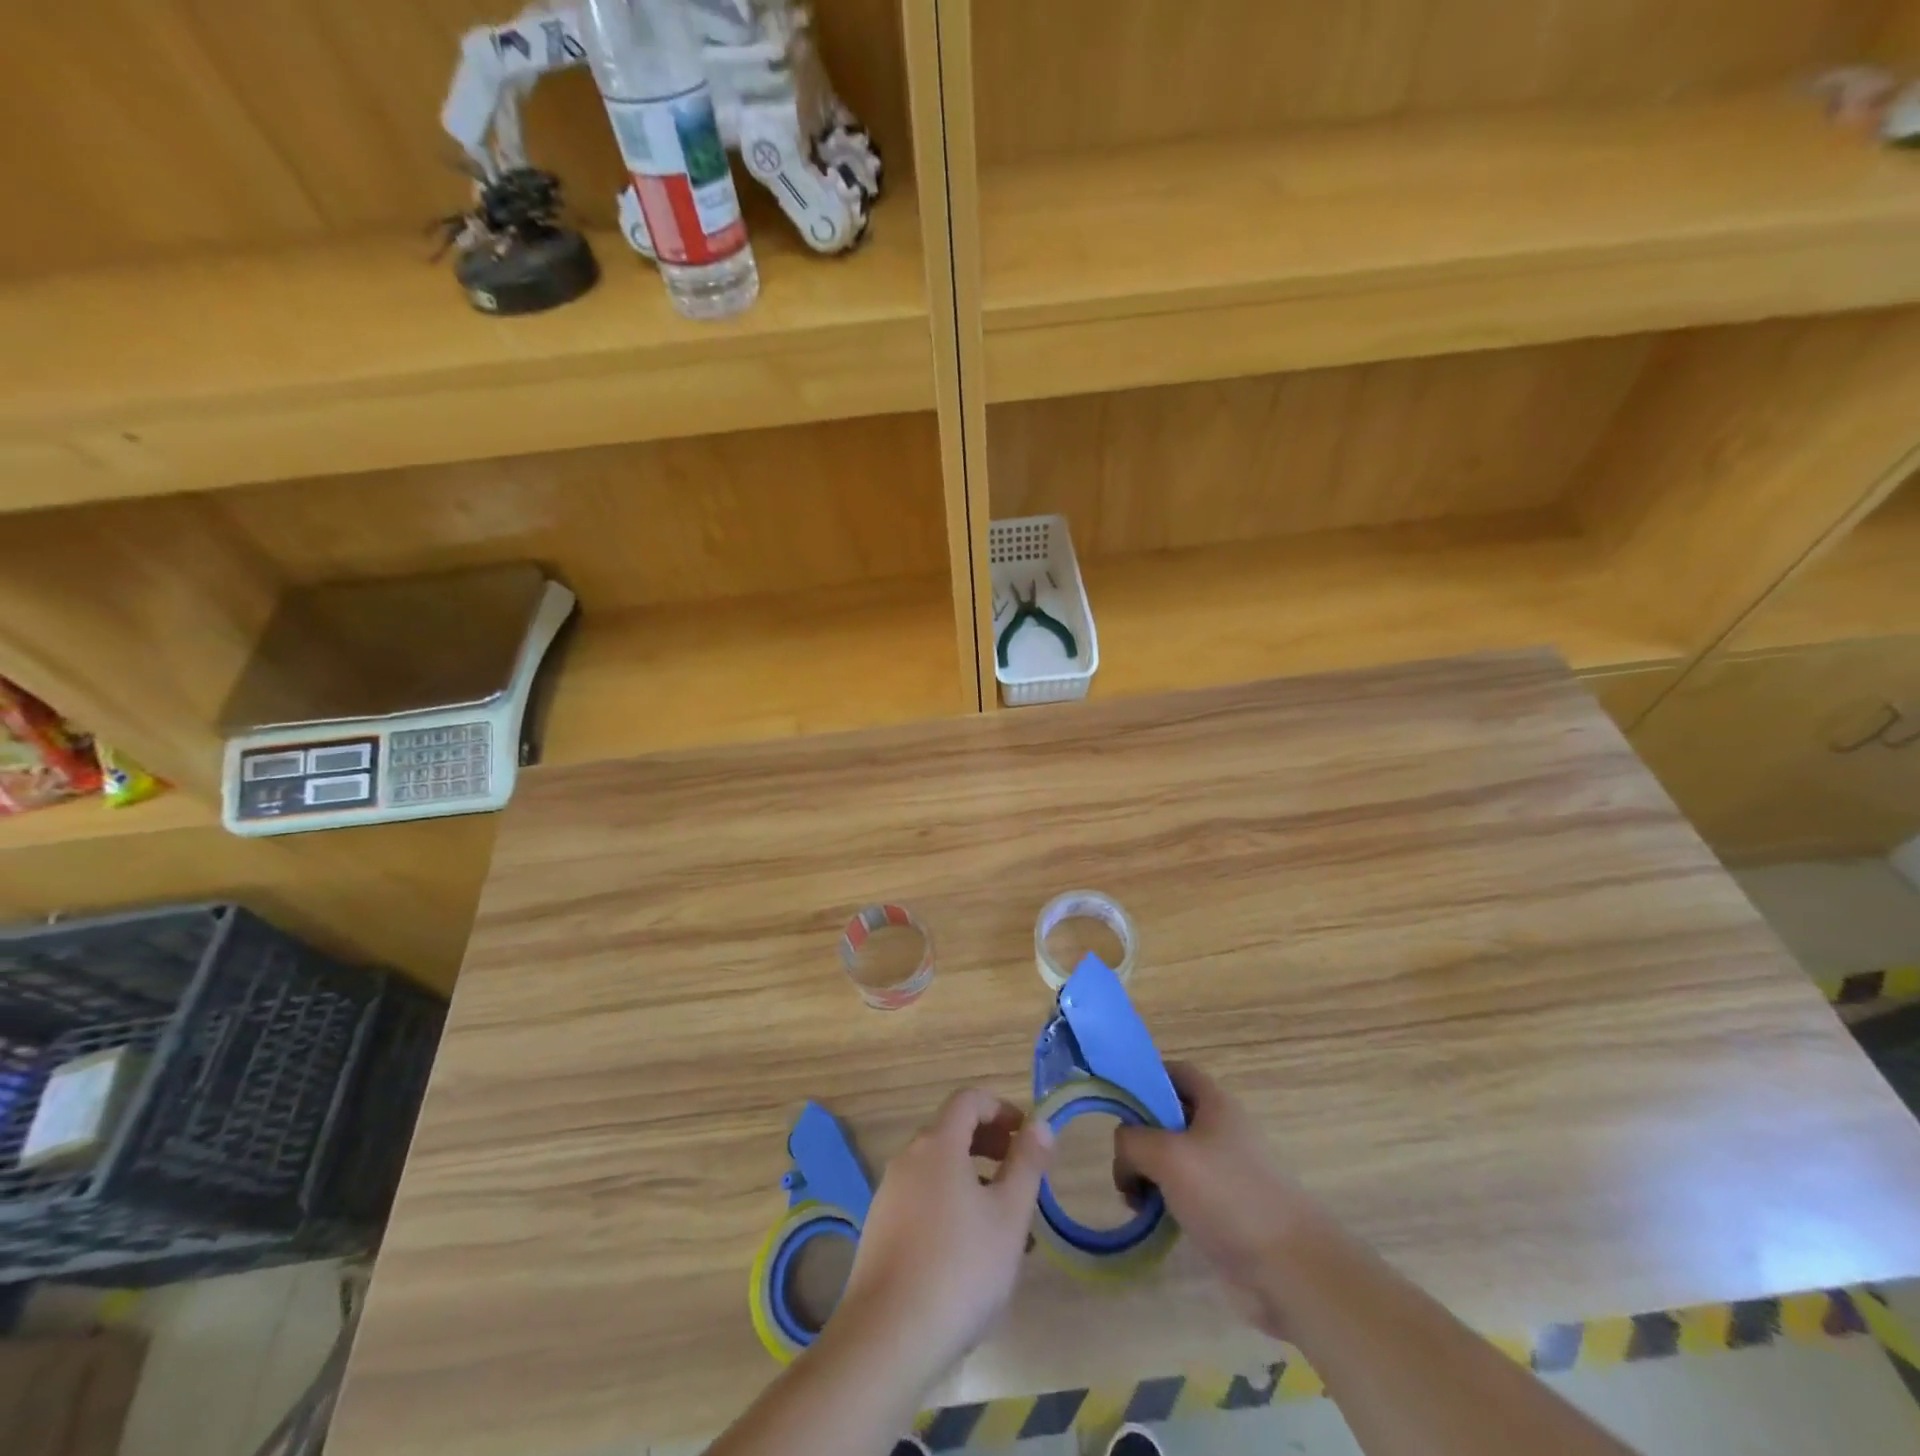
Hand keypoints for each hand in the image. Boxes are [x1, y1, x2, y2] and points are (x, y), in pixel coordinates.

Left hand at [827, 1089, 1053, 1389]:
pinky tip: (970, 1256)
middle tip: (1021, 1177)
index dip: (1001, 1109)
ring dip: (974, 1182)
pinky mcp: (880, 1231)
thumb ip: (1027, 1164)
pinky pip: (923, 1201)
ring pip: (939, 1171)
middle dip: (990, 1146)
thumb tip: (1040, 1124)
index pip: (969, 1100)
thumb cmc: (960, 1268)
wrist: (887, 1338)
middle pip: (952, 1132)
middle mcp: (908, 1159)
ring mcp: (889, 1195)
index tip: (1027, 1137)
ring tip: (1004, 1226)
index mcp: (937, 1144)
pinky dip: (950, 1207)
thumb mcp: (1009, 1216)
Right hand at [1114, 1062, 1330, 1340]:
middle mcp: (1220, 1130)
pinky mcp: (1224, 1209)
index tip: (1117, 1100)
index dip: (1146, 1077)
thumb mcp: (1167, 1155)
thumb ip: (1132, 1140)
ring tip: (1133, 1198)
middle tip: (1122, 1161)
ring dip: (1147, 1172)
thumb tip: (1124, 1153)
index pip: (1175, 1071)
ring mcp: (1224, 1171)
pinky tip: (1152, 1219)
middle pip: (1168, 1115)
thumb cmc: (1228, 1196)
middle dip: (1139, 1134)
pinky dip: (1163, 1200)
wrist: (1289, 1269)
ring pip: (1172, 1157)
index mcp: (1215, 1104)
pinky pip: (1183, 1192)